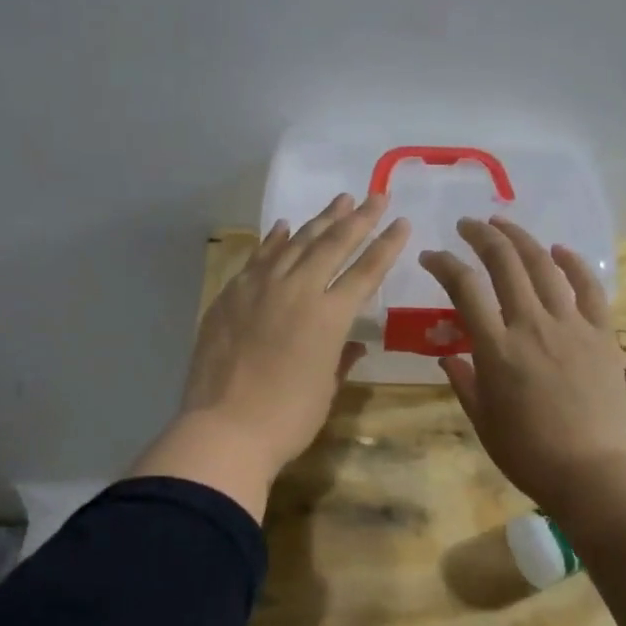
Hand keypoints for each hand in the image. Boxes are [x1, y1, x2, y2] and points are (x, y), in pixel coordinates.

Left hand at [132, 193, 410, 515]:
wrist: (224, 429)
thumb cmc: (286, 419)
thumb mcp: (325, 390)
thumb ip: (341, 359)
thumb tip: (354, 344)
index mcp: (329, 317)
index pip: (366, 271)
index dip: (386, 245)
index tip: (402, 222)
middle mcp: (297, 291)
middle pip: (333, 244)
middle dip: (358, 218)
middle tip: (375, 196)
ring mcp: (259, 288)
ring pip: (295, 243)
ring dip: (319, 220)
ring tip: (339, 201)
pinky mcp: (231, 295)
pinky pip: (258, 258)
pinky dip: (274, 240)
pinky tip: (283, 226)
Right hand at [419, 216, 625, 510]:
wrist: (591, 471)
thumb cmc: (528, 453)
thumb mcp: (483, 420)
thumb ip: (463, 380)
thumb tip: (449, 354)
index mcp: (497, 349)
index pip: (464, 289)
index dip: (444, 264)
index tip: (431, 257)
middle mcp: (532, 326)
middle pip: (505, 264)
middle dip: (482, 236)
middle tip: (467, 225)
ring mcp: (572, 326)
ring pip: (545, 266)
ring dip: (521, 239)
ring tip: (504, 224)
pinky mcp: (602, 334)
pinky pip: (589, 288)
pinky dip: (573, 263)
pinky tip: (559, 250)